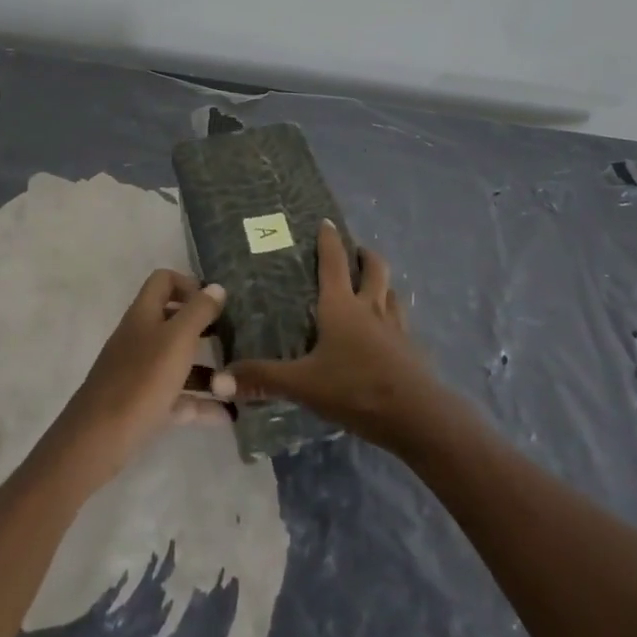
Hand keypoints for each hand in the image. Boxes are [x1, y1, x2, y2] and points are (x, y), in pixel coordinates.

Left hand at [48, 270, 227, 489]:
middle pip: (173, 322)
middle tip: (232, 339)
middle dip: (203, 329)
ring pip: (177, 362)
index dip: (188, 285)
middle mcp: (140, 338)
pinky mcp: (142, 405)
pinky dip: (199, 403)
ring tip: (236, 382)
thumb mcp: (177, 339)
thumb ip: (199, 311)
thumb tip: (216, 287)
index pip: (163, 281)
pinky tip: (226, 414)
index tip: (214, 303)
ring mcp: (139, 373)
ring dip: (206, 371)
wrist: (97, 440)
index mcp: (144, 314)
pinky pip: (176, 398)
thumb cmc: (141, 380)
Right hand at [213, 222, 439, 452]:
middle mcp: (370, 308)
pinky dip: (393, 319)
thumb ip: (264, 379)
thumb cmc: (354, 387)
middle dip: (364, 256)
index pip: (334, 262)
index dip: (329, 240)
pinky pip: (401, 324)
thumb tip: (221, 377)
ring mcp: (395, 328)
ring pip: (391, 293)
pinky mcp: (411, 351)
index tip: (327, 222)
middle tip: (355, 252)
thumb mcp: (303, 384)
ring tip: (373, 288)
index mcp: (341, 306)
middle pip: (374, 268)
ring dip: (382, 285)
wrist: (415, 415)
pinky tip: (387, 334)